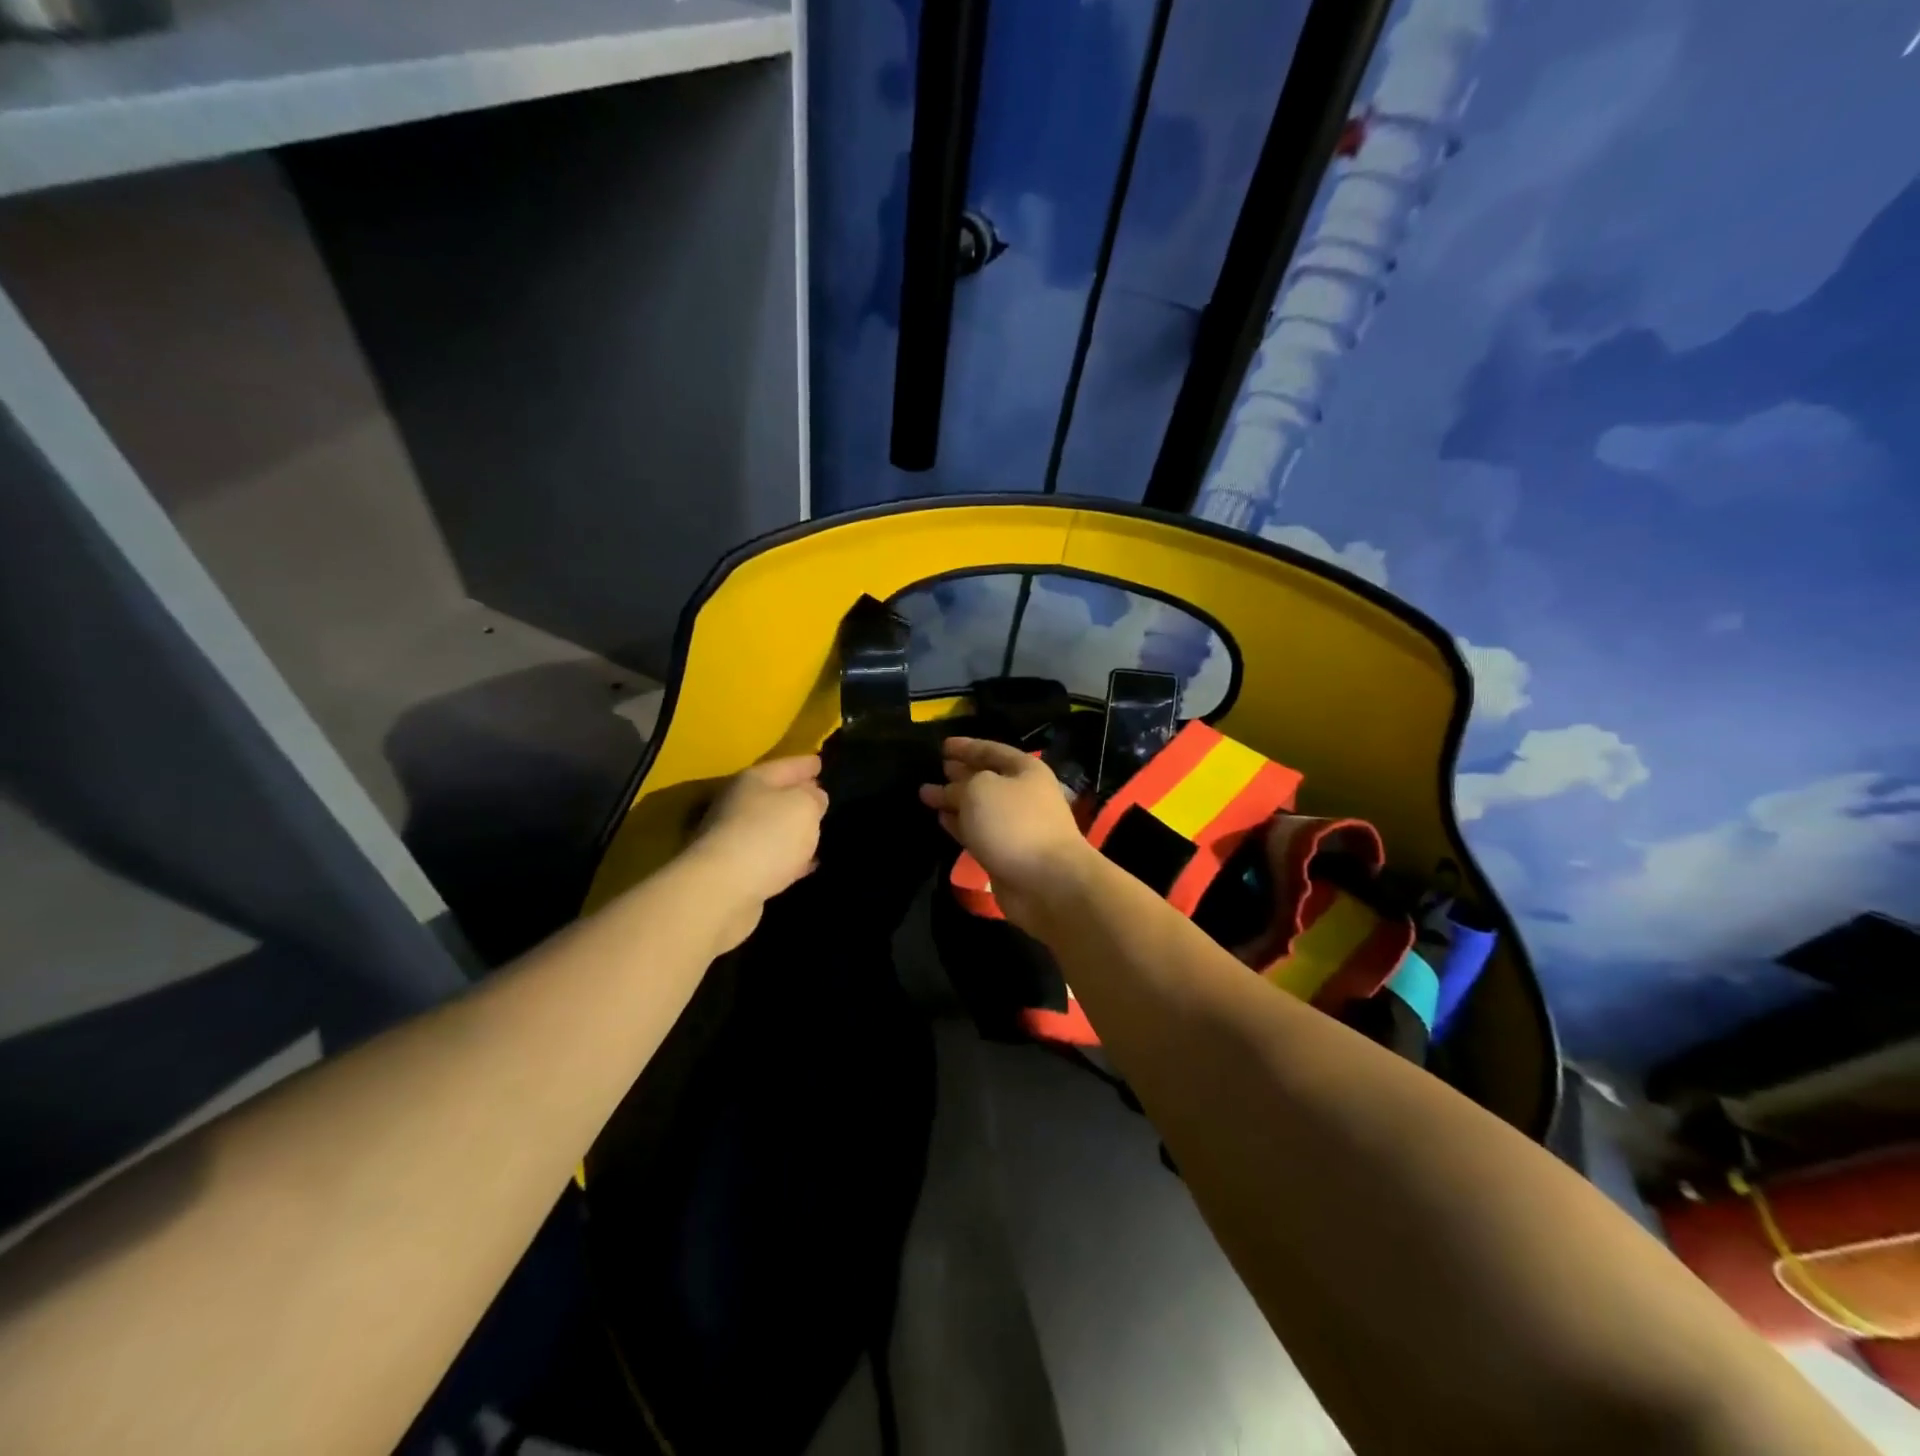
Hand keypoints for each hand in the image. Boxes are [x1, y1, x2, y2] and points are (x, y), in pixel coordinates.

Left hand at [687, 755, 827, 951]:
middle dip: (796, 797)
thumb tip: (813, 797)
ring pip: (770, 828)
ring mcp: (733, 840)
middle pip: (773, 796)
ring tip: (817, 834)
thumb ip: (814, 797)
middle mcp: (738, 805)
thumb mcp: (804, 806)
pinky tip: (805, 865)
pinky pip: (769, 858)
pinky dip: (787, 859)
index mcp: (753, 781)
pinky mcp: (735, 872)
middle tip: (821, 799)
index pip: (786, 765)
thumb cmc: (767, 835)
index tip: (820, 763)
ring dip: (791, 831)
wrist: (722, 891)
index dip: (805, 764)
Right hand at [919, 737, 1092, 926]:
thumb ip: (959, 785)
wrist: (1047, 882)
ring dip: (955, 801)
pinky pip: (978, 832)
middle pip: (986, 778)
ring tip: (927, 795)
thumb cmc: (1014, 824)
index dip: (966, 746)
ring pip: (979, 807)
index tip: (943, 745)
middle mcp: (1023, 794)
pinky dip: (959, 825)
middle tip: (935, 768)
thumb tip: (948, 790)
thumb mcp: (980, 790)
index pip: (991, 750)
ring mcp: (1016, 826)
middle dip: (960, 773)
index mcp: (1025, 770)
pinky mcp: (1006, 853)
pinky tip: (941, 820)